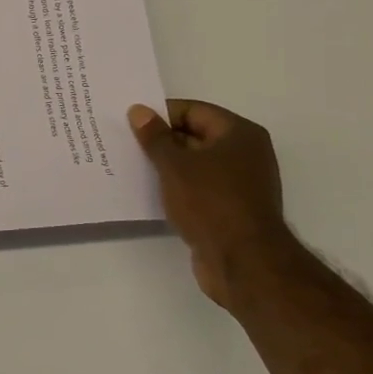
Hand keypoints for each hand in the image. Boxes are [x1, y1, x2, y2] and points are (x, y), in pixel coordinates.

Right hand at [128, 100, 289, 308]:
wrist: (243, 262)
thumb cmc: (211, 202)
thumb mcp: (174, 165)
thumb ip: (154, 136)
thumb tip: (139, 110)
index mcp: (239, 133)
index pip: (194, 111)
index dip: (161, 115)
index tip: (131, 122)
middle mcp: (246, 153)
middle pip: (196, 136)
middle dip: (162, 140)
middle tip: (126, 143)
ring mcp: (241, 183)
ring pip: (196, 164)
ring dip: (168, 166)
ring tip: (133, 166)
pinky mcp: (232, 209)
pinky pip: (199, 188)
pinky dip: (178, 187)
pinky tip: (152, 192)